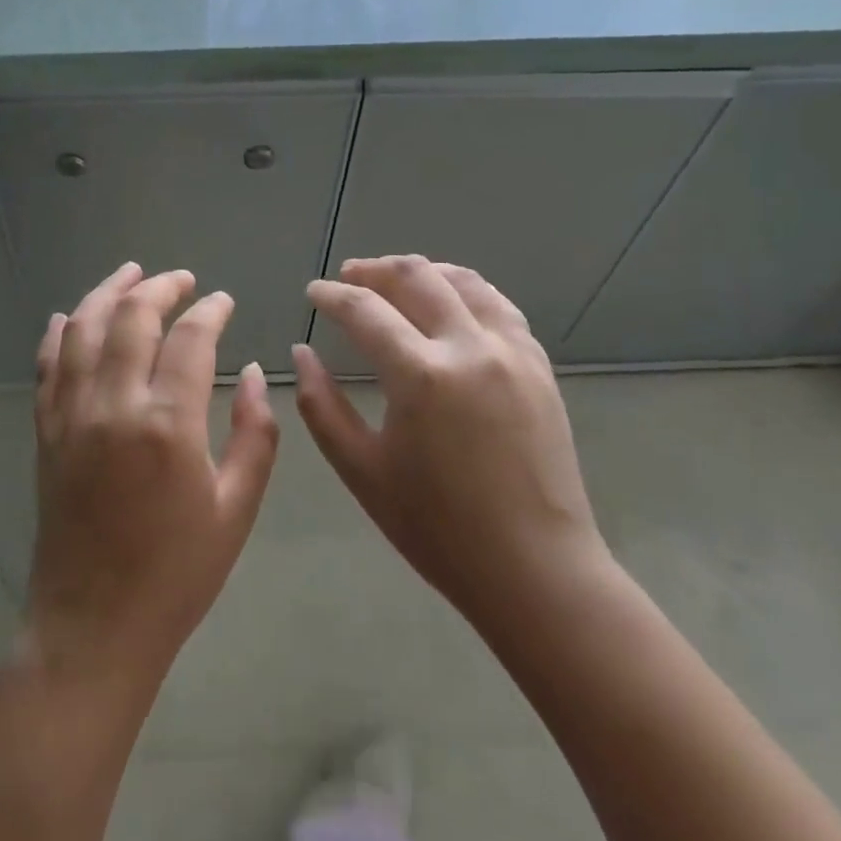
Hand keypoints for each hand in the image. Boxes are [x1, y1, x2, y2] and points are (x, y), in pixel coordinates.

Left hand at [26, 262, 278, 689]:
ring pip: (84, 328)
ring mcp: (71, 414)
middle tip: (182, 280)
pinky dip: (59, 332)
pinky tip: (71, 316)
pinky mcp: (46, 430)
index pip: (191, 339)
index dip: (210, 311)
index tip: (223, 302)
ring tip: (131, 273)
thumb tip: (253, 373)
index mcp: (168, 424)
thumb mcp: (236, 509)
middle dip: (160, 288)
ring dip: (108, 292)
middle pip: (132, 317)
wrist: (94, 624)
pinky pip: (47, 365)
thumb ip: (254, 434)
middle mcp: (113, 405)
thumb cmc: (177, 573)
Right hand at [294, 256, 611, 651]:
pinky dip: (464, 291)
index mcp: (421, 375)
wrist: (535, 570)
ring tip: (395, 281)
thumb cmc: (438, 528)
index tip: (313, 292)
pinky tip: (449, 303)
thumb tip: (302, 353)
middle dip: (374, 270)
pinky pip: (498, 305)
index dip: (332, 295)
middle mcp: (469, 347)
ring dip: (422, 271)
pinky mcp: (539, 366)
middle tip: (348, 279)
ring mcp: (512, 352)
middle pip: (416, 276)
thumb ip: (320, 405)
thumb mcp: (361, 470)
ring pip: (463, 281)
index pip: (364, 309)